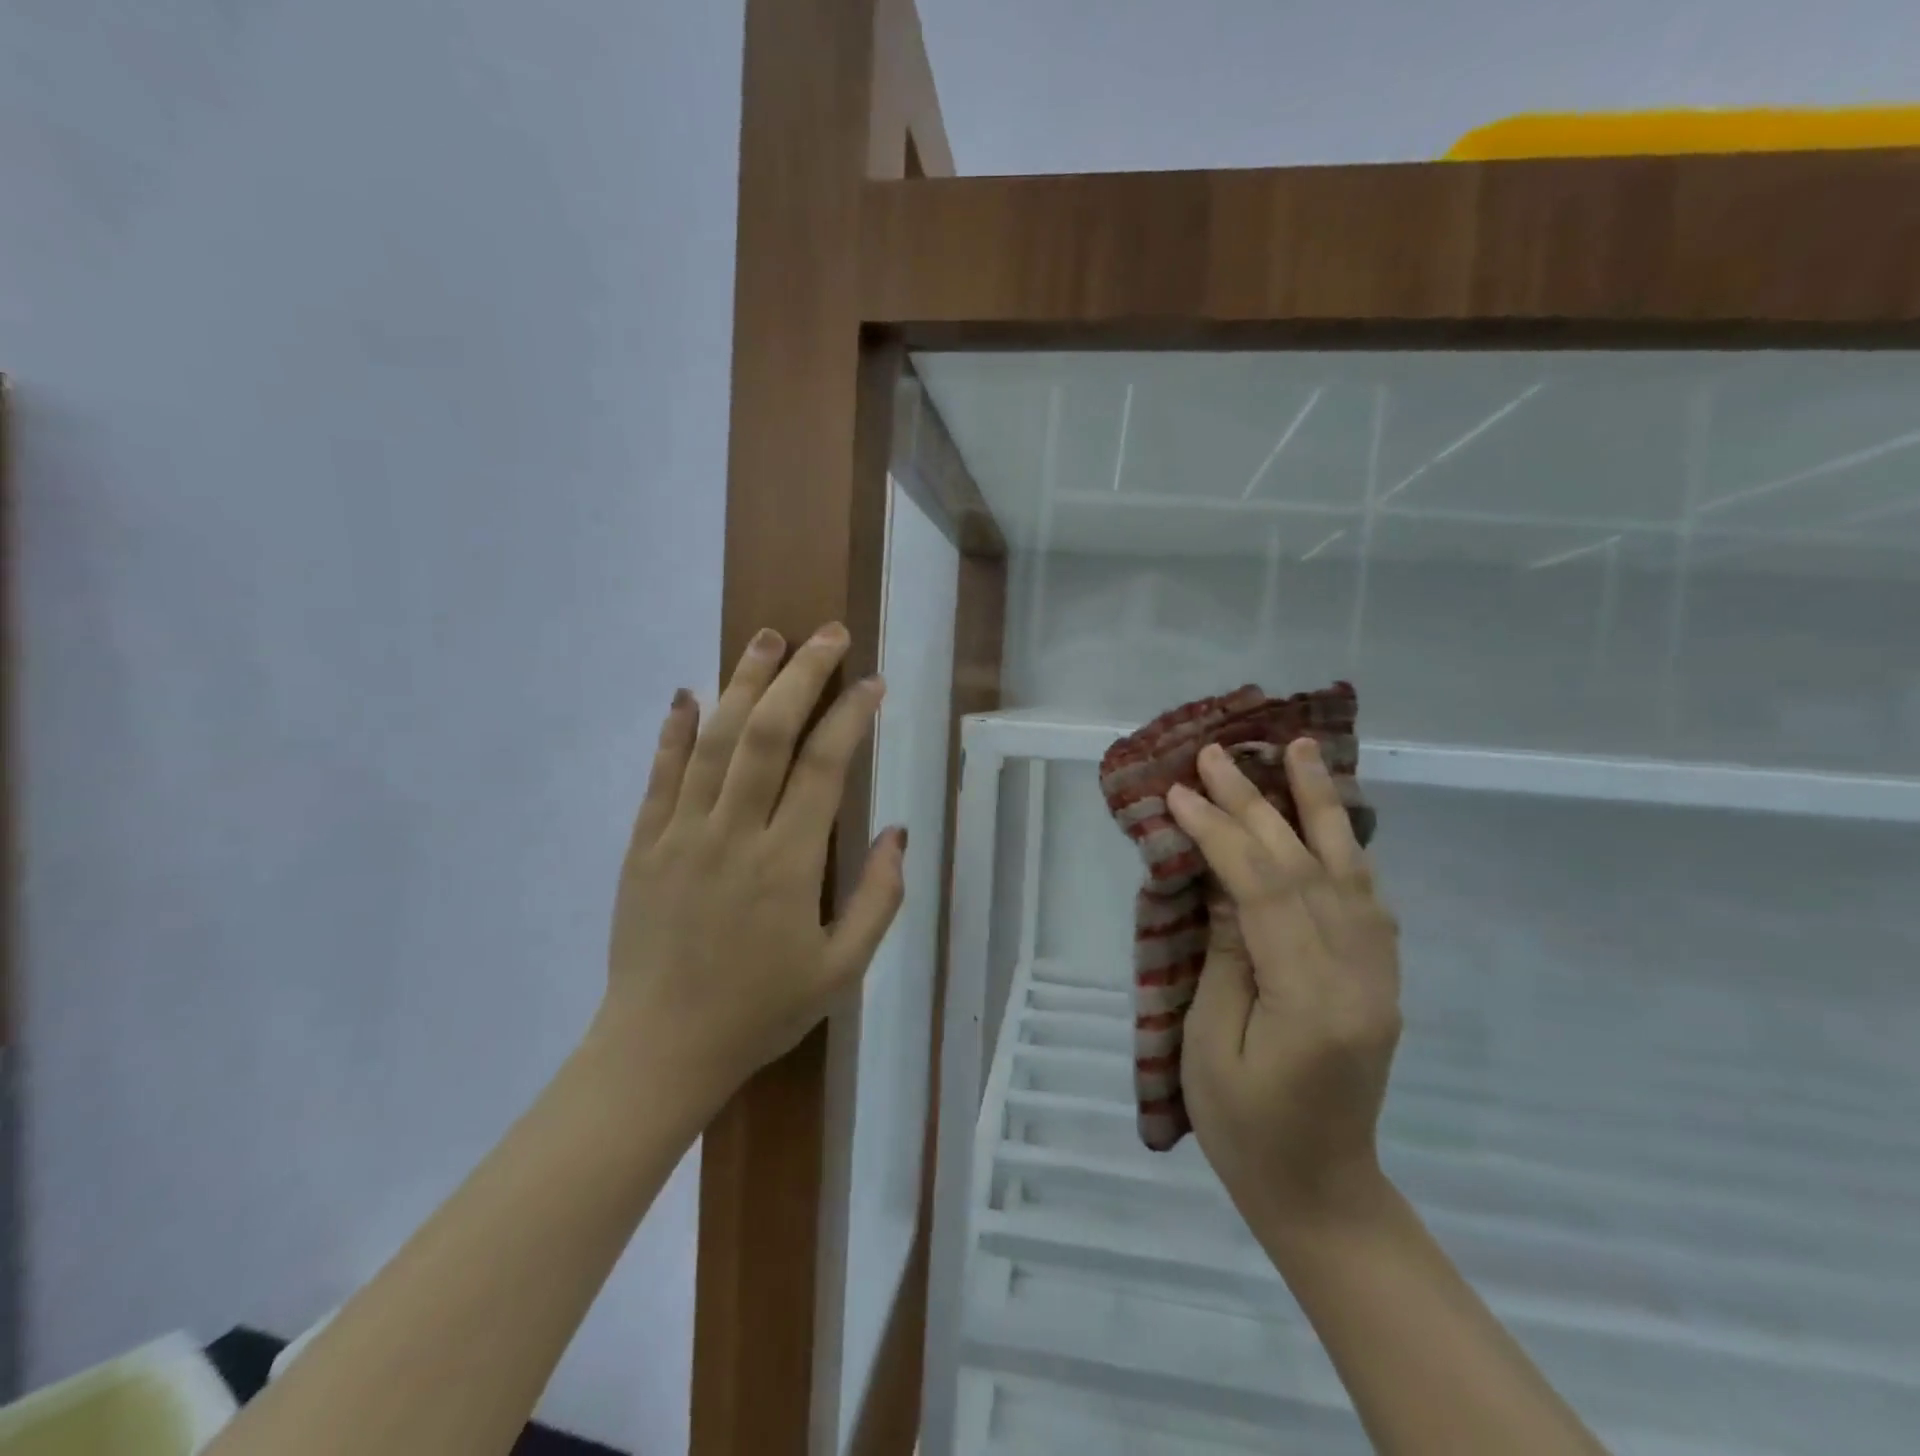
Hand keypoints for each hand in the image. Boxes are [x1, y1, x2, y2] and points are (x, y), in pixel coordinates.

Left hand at [599, 623, 906, 1100]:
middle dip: (801, 676)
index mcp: (788, 864)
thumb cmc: (760, 1011)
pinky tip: (688, 692)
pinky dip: (674, 730)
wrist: (660, 1050)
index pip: (824, 767)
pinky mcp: (643, 845)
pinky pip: (659, 775)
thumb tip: (899, 833)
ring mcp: (681, 834)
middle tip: (827, 635)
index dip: (852, 716)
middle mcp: (734, 834)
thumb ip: (879, 899)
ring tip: (768, 639)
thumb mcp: (842, 971)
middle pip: (767, 733)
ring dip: (743, 682)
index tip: (872, 683)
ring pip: (714, 740)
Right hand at [1168, 737, 1401, 1230]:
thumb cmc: (1246, 1130)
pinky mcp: (1380, 979)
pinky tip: (1328, 817)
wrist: (1322, 1193)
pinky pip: (1366, 897)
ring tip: (1301, 750)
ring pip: (1351, 871)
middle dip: (1258, 804)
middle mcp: (1359, 977)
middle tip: (1220, 754)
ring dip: (1321, 806)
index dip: (1219, 834)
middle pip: (1307, 869)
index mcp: (1311, 1001)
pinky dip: (1344, 847)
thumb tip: (1224, 880)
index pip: (1264, 891)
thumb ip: (1225, 955)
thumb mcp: (1211, 1043)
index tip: (1179, 793)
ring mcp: (1380, 977)